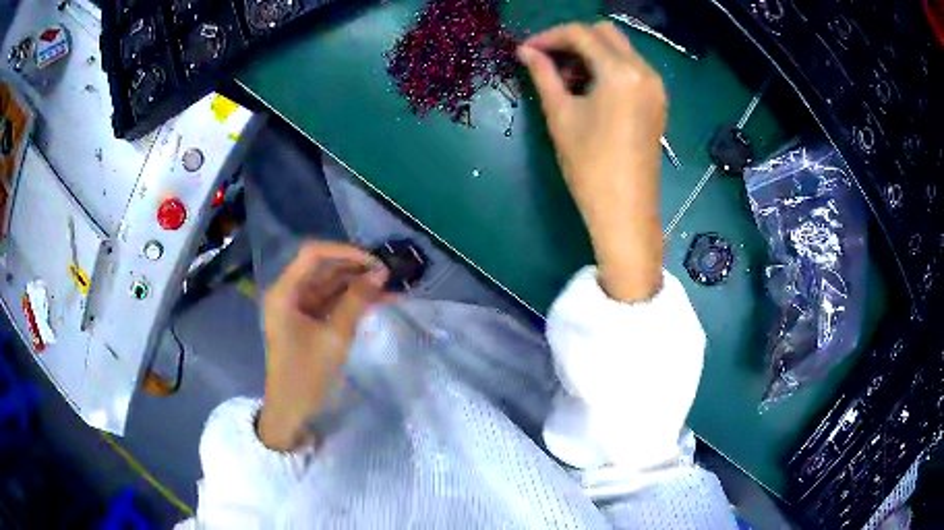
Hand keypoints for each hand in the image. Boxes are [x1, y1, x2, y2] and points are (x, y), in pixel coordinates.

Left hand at [258, 242, 387, 450]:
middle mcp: (290, 293)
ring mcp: (299, 308)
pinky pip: (332, 303)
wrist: (292, 411)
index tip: (374, 261)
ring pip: (331, 286)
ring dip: (359, 286)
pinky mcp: (309, 322)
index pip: (313, 255)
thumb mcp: (334, 337)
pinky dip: (353, 302)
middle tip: (390, 275)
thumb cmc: (306, 374)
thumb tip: (380, 273)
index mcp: (285, 292)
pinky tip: (379, 301)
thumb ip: (357, 301)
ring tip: (392, 288)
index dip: (344, 252)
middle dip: (356, 269)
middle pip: (324, 269)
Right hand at [518, 22, 664, 301]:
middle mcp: (645, 71)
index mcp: (621, 72)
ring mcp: (656, 86)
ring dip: (591, 53)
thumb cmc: (589, 166)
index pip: (581, 34)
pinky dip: (608, 67)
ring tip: (565, 77)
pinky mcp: (657, 101)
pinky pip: (631, 68)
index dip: (549, 36)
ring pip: (620, 49)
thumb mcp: (561, 115)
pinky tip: (589, 88)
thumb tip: (525, 51)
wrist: (626, 211)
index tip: (527, 50)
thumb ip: (543, 74)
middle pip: (605, 34)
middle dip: (573, 40)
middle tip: (546, 60)